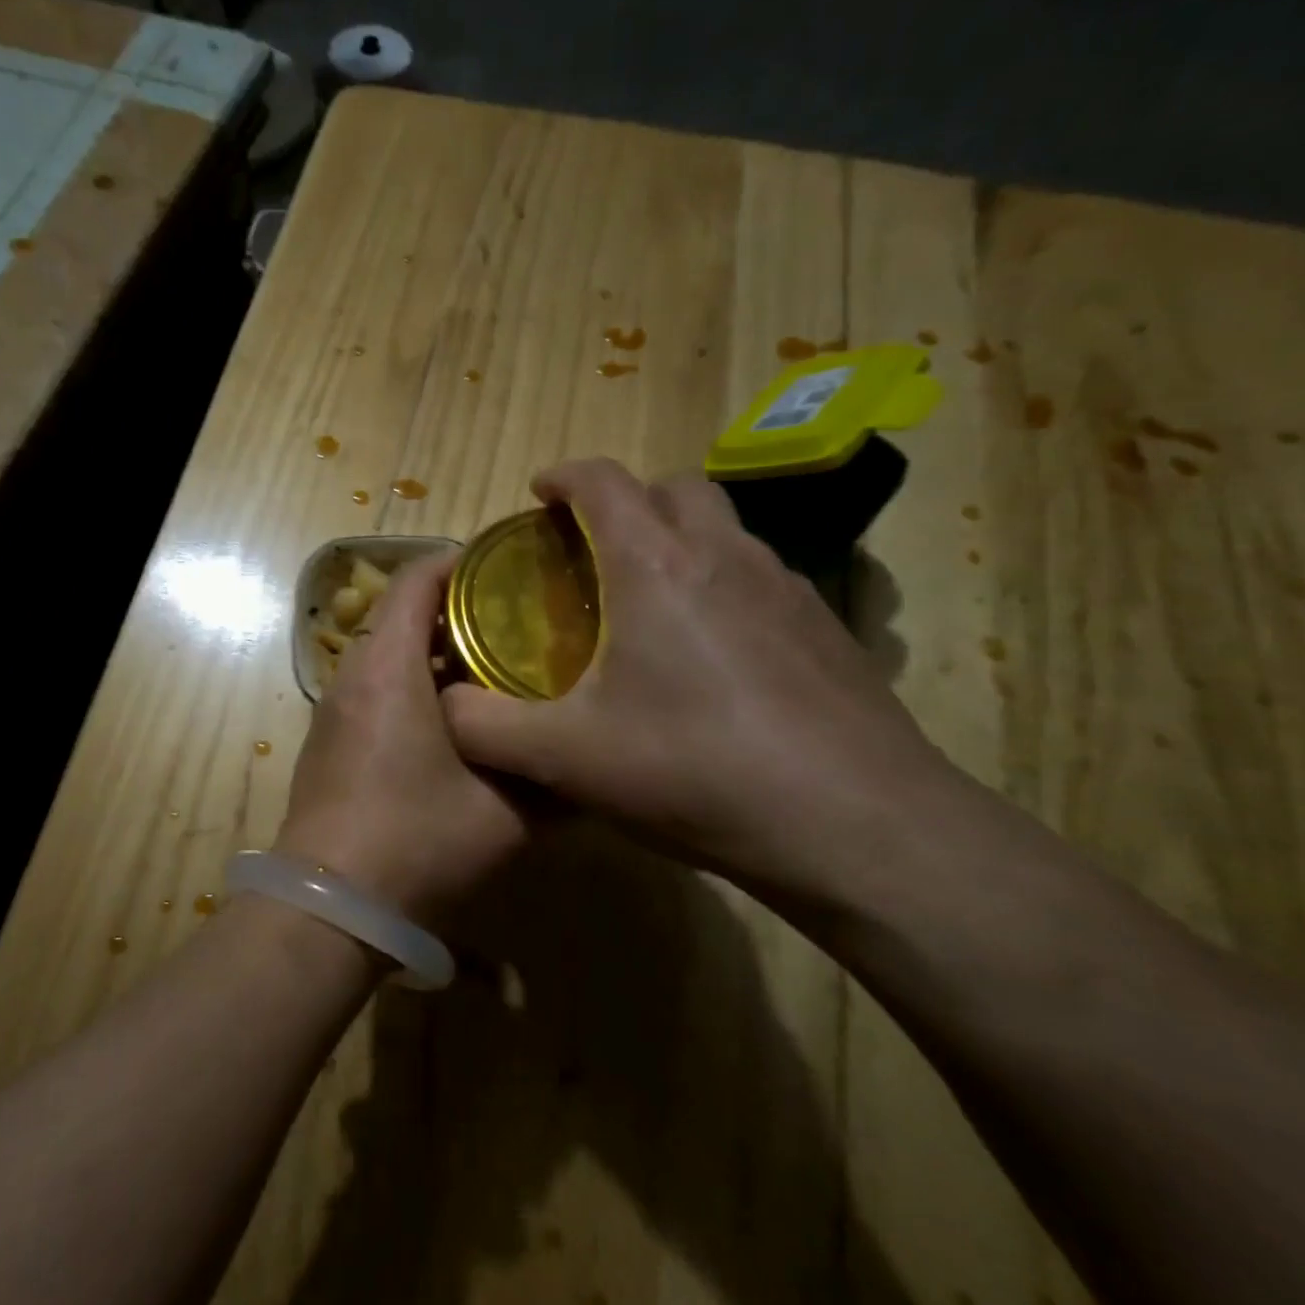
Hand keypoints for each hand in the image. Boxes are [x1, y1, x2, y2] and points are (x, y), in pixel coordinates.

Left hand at [278, 551, 527, 924]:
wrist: (330, 906)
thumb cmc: (416, 841)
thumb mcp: (505, 812)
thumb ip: (552, 778)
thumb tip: (590, 761)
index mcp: (387, 667)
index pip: (415, 580)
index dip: (461, 563)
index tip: (510, 572)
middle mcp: (352, 675)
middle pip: (401, 615)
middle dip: (458, 613)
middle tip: (518, 627)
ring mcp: (334, 710)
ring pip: (387, 656)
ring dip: (435, 655)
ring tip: (495, 673)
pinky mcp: (329, 742)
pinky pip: (374, 690)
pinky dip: (412, 687)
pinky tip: (455, 725)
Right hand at [440, 459, 956, 907]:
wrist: (859, 828)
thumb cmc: (697, 772)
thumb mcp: (566, 757)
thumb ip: (485, 727)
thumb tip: (445, 707)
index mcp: (657, 566)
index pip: (604, 482)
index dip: (563, 477)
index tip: (538, 495)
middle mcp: (727, 557)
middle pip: (674, 488)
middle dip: (626, 501)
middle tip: (590, 552)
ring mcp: (789, 589)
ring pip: (724, 530)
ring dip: (678, 540)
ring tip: (646, 601)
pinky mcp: (827, 629)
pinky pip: (760, 577)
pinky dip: (721, 584)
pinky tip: (710, 655)